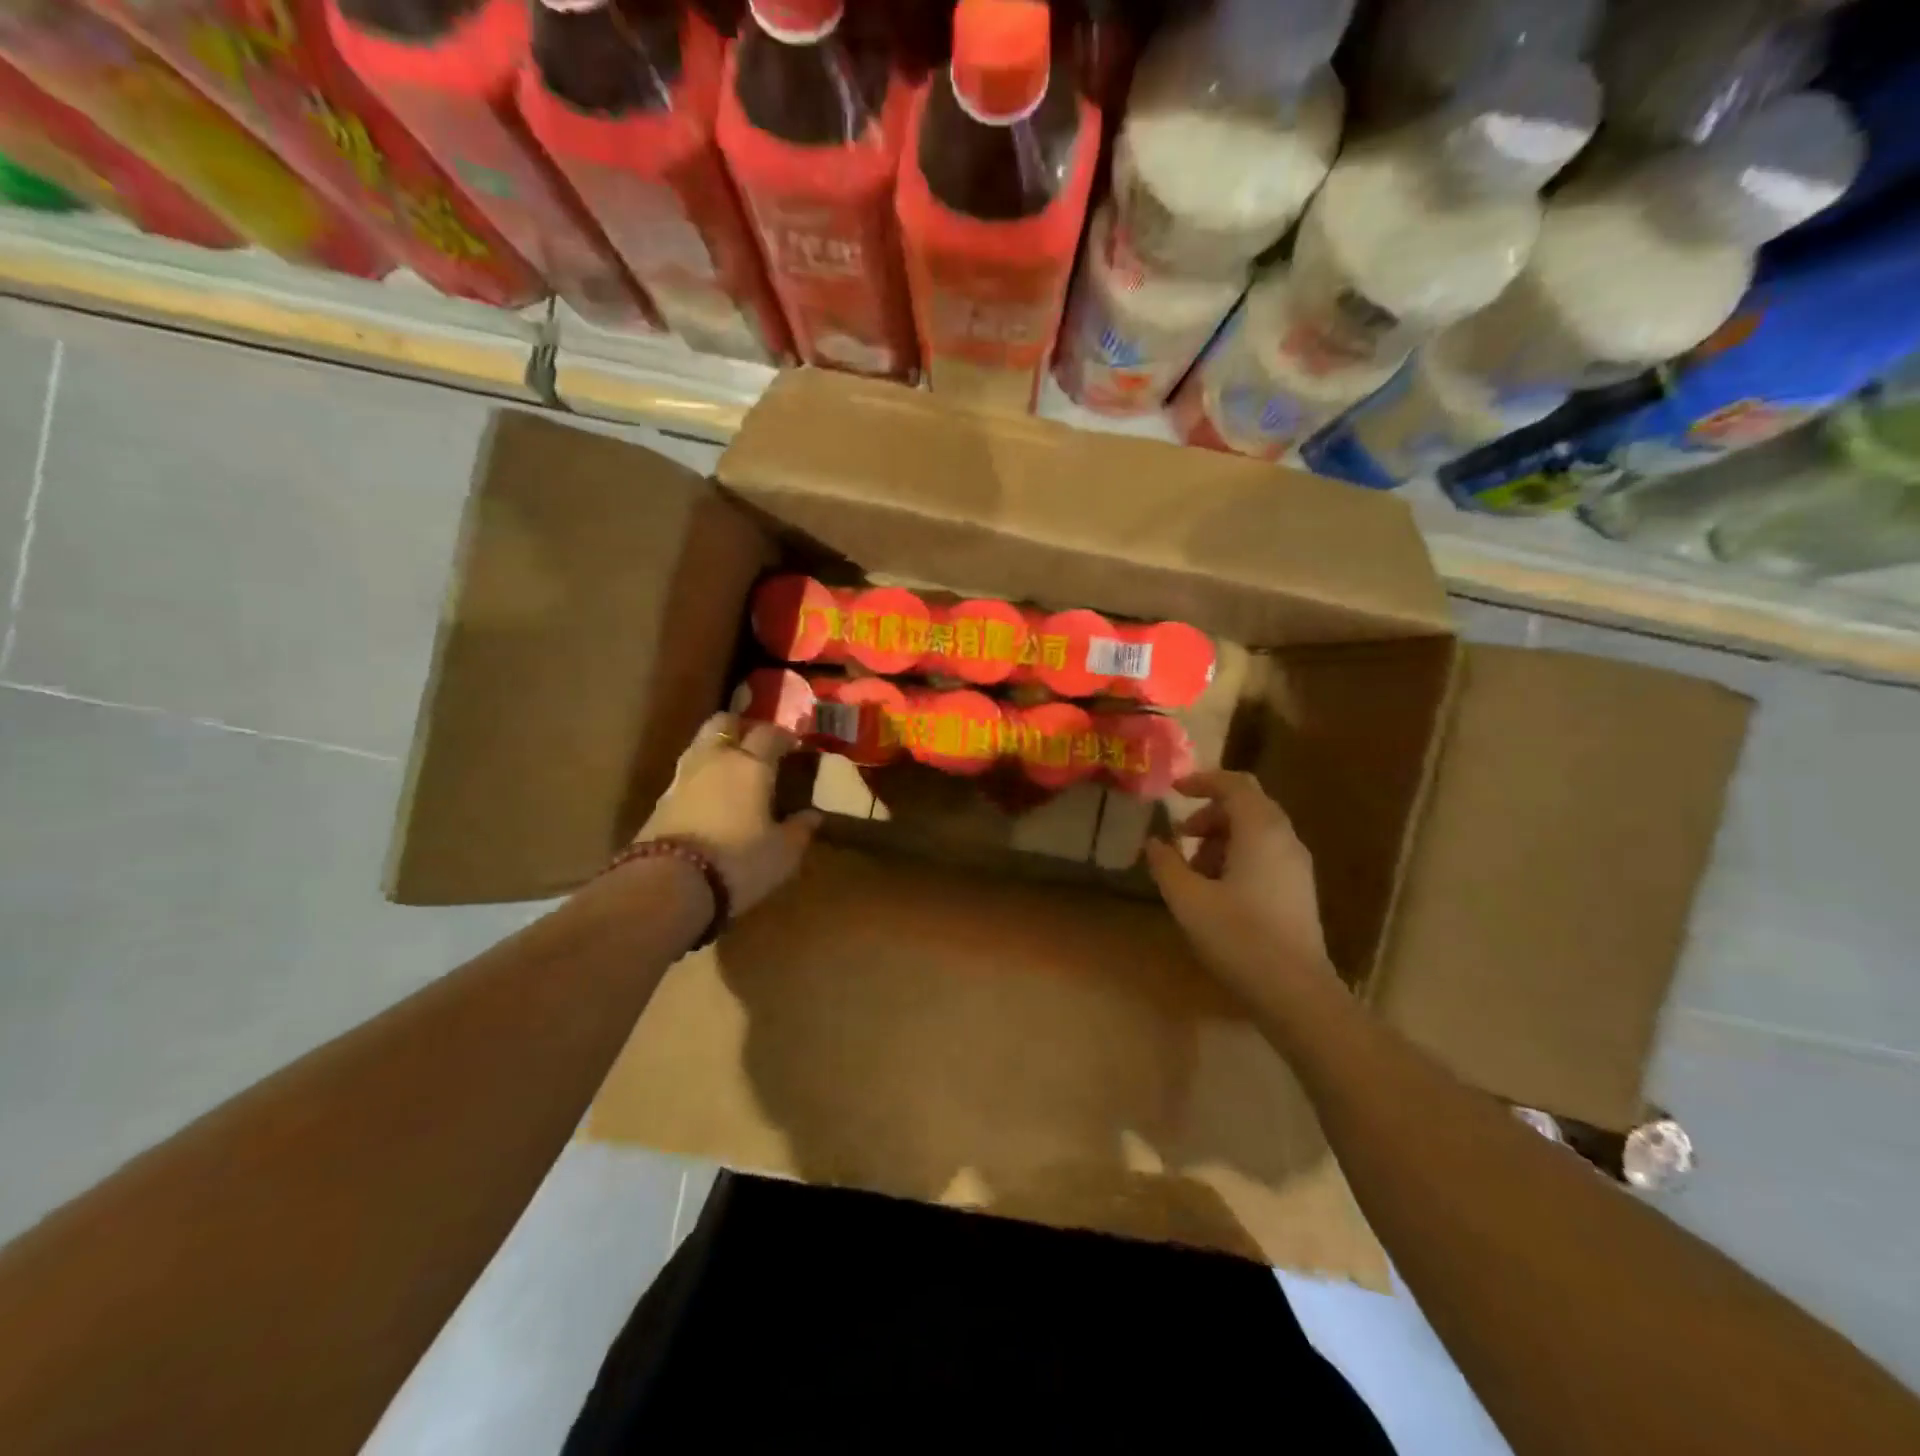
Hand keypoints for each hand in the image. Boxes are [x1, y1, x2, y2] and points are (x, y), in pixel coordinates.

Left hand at [636, 713, 820, 916]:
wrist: (669, 884)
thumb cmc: (739, 862)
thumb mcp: (783, 853)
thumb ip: (800, 830)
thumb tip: (813, 815)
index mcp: (751, 764)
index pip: (770, 733)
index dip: (784, 736)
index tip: (794, 747)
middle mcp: (715, 759)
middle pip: (724, 722)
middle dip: (741, 728)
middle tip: (756, 746)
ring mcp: (682, 777)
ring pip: (700, 744)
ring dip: (716, 749)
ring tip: (732, 771)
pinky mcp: (660, 800)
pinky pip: (685, 775)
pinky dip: (700, 778)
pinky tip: (710, 798)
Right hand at [1144, 771, 1335, 1008]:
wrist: (1296, 992)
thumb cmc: (1238, 936)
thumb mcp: (1188, 899)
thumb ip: (1167, 864)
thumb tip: (1154, 842)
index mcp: (1260, 830)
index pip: (1234, 784)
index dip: (1202, 781)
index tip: (1173, 791)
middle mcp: (1285, 838)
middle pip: (1247, 805)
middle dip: (1210, 814)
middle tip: (1181, 837)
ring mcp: (1297, 865)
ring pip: (1257, 831)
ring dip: (1222, 838)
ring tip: (1194, 871)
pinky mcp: (1300, 890)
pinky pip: (1266, 854)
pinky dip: (1238, 856)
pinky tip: (1218, 892)